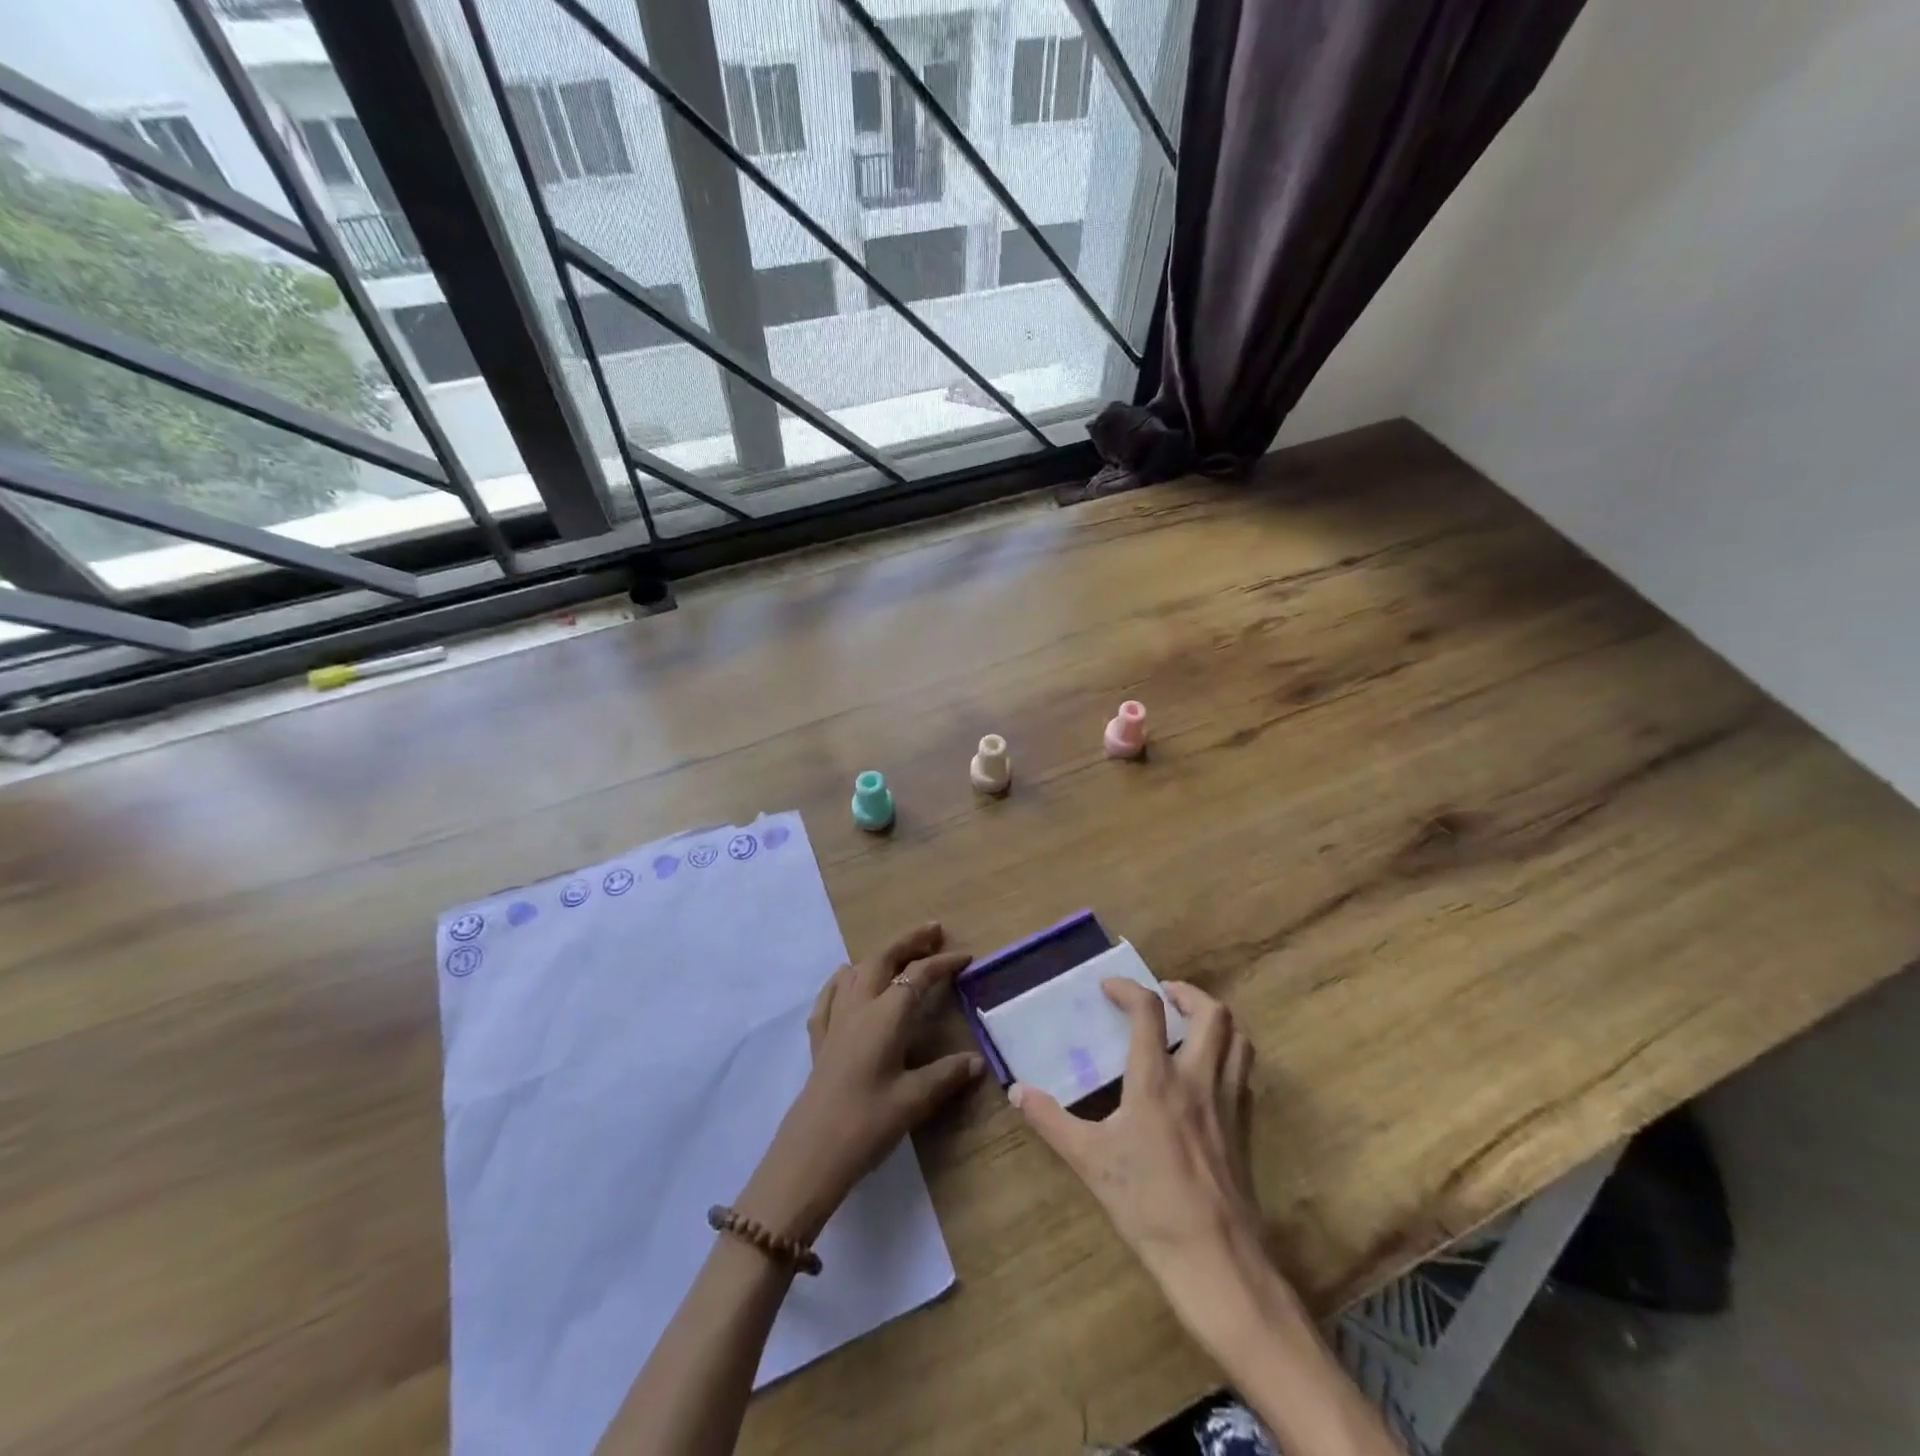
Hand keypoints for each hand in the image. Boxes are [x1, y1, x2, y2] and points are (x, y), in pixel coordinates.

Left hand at [738, 924, 984, 1244]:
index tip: (966, 957)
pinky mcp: (819, 1040)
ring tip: (897, 954)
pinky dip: (843, 980)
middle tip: (933, 932)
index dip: (943, 963)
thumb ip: (946, 1075)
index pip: (918, 976)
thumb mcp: (914, 1100)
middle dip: (909, 941)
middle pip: (883, 959)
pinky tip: (845, 980)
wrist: (811, 1153)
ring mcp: (835, 1021)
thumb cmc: (867, 1123)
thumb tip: (977, 1061)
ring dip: (879, 956)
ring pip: (856, 971)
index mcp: (885, 1016)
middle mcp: (859, 1007)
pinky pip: (829, 996)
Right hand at [1011, 980, 1269, 1308]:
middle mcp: (1198, 1078)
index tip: (1109, 987)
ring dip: (1215, 1021)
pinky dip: (1228, 1057)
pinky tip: (1206, 1075)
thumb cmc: (1147, 1203)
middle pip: (1212, 1013)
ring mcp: (1228, 1102)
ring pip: (1238, 1040)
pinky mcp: (1245, 1127)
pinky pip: (1243, 1074)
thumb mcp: (1088, 1160)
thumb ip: (1050, 1120)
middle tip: (1164, 996)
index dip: (1128, 989)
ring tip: (1189, 1025)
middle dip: (1187, 994)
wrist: (1214, 1258)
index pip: (1148, 1011)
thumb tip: (1016, 1091)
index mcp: (1157, 1079)